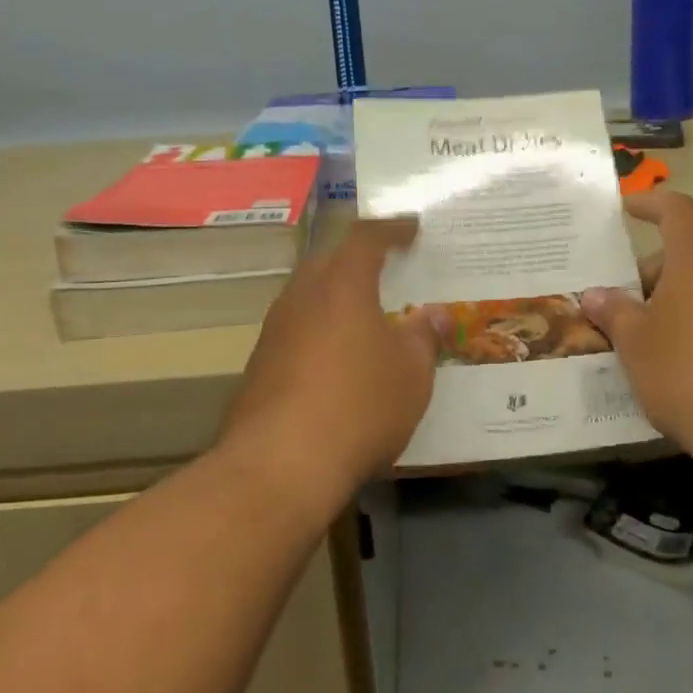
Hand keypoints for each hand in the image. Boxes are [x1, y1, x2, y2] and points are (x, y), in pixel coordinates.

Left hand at [224, 218, 439, 493]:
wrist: (280, 465)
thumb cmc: (359, 405)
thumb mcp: (411, 373)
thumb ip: (423, 338)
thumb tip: (433, 316)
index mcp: (342, 284)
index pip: (366, 238)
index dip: (392, 229)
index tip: (412, 228)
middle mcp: (301, 297)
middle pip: (330, 263)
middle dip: (359, 262)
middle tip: (388, 272)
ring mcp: (274, 331)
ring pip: (309, 299)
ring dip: (337, 300)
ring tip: (367, 318)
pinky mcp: (259, 367)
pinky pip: (297, 333)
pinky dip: (321, 335)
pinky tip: (339, 363)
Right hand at [581, 193, 692, 463]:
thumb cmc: (688, 371)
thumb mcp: (635, 343)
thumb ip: (613, 312)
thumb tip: (596, 295)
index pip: (676, 210)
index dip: (649, 204)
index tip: (626, 209)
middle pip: (690, 253)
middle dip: (652, 272)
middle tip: (619, 304)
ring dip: (675, 300)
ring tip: (642, 336)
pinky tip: (678, 362)